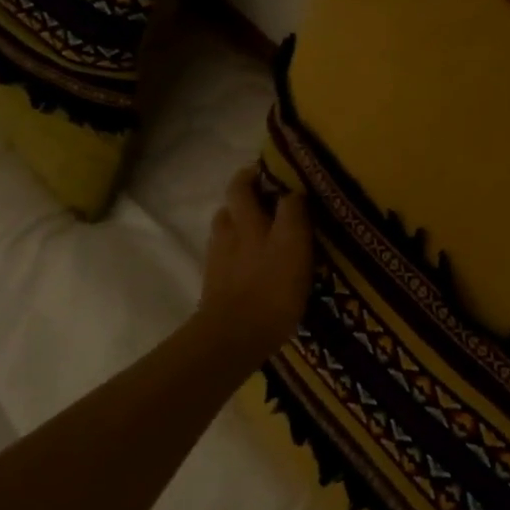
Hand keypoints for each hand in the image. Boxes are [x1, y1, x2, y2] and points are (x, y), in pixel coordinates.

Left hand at [195, 166, 312, 363]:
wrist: (234, 336)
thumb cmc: (272, 289)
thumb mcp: (294, 245)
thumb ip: (293, 215)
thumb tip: (293, 192)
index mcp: (248, 220)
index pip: (249, 185)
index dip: (263, 176)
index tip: (279, 173)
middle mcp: (230, 232)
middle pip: (232, 203)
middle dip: (244, 191)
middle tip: (266, 192)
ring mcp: (218, 259)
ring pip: (225, 227)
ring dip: (237, 220)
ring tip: (257, 226)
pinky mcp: (215, 285)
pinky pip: (224, 256)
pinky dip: (235, 250)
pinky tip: (248, 261)